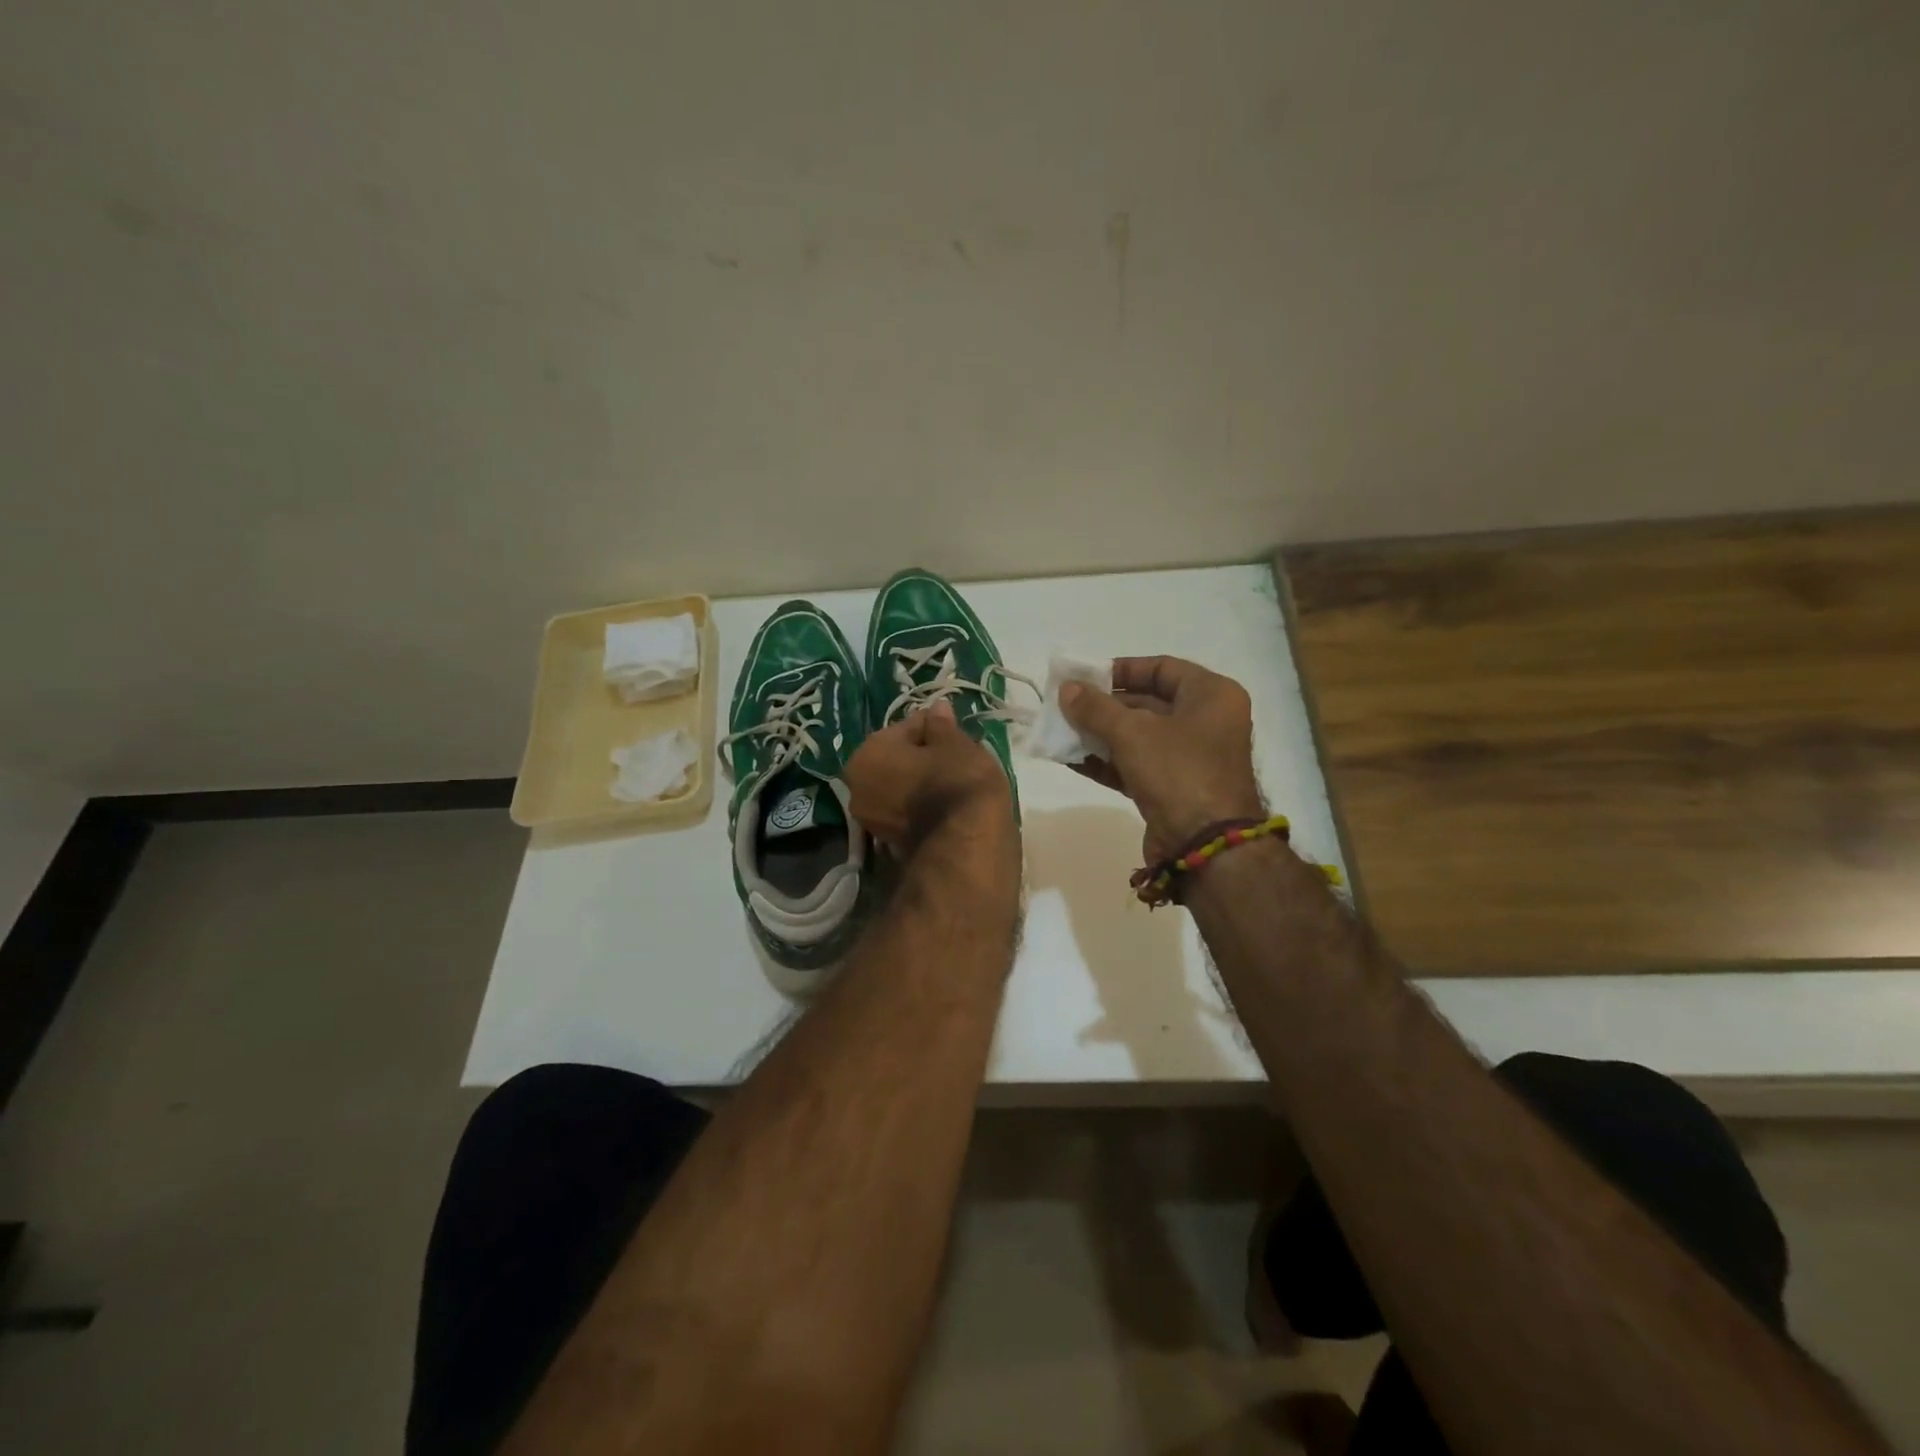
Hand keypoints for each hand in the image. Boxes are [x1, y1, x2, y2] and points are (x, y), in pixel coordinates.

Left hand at [845, 702, 1013, 855]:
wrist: (965, 845)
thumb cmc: (956, 782)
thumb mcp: (956, 744)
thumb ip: (942, 725)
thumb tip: (937, 708)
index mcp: (867, 754)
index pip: (906, 728)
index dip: (934, 727)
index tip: (955, 732)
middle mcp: (857, 787)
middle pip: (897, 759)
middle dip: (923, 756)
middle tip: (956, 756)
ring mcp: (870, 820)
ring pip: (901, 786)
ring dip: (922, 781)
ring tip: (955, 782)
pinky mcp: (889, 843)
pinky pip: (906, 811)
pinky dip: (922, 806)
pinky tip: (946, 805)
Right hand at [1059, 656, 1264, 860]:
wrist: (1204, 846)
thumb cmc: (1178, 771)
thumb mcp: (1132, 732)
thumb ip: (1095, 708)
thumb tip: (1067, 689)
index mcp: (1211, 696)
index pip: (1162, 668)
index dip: (1122, 669)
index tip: (1086, 677)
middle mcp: (1206, 722)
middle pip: (1148, 703)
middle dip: (1104, 706)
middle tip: (1066, 705)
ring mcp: (1190, 759)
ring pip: (1138, 737)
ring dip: (1099, 734)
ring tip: (1061, 730)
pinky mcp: (1173, 789)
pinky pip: (1135, 765)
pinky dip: (1106, 761)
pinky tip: (1071, 758)